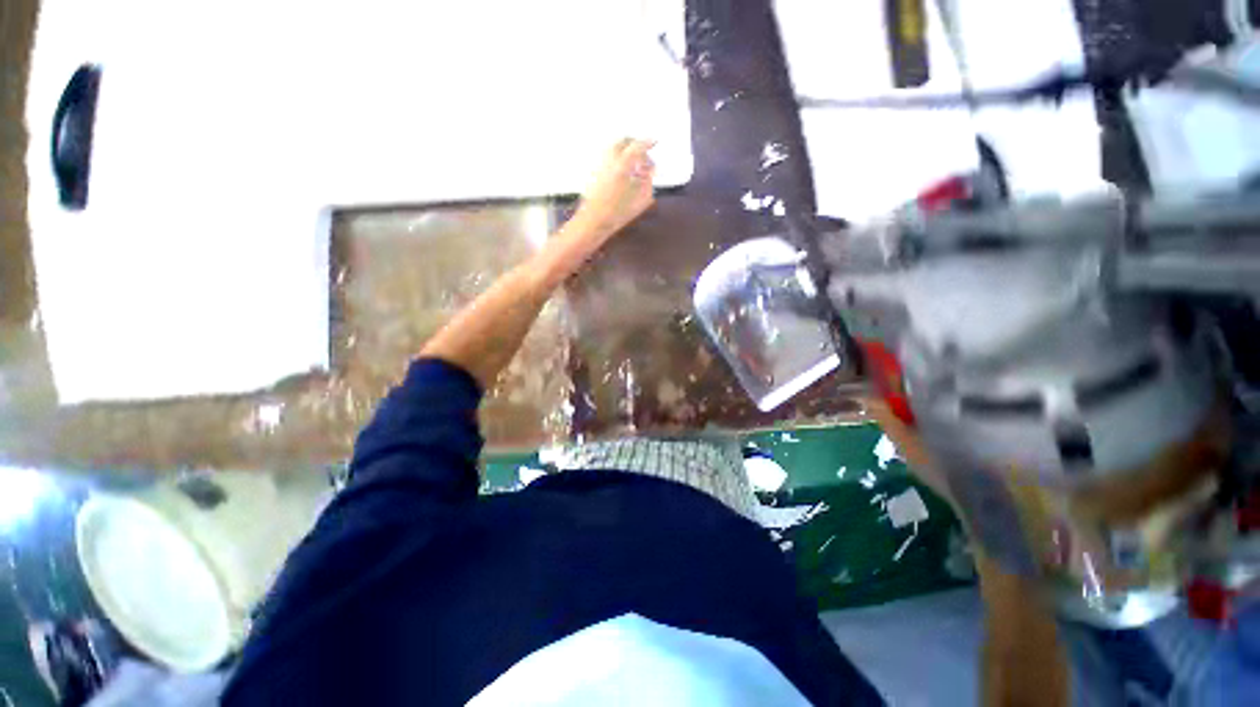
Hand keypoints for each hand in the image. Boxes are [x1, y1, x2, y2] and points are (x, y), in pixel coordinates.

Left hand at [570, 138, 656, 242]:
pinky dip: (617, 158)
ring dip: (625, 151)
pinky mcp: (593, 170)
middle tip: (644, 153)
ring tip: (633, 165)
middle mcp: (609, 159)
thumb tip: (649, 171)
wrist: (594, 221)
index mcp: (623, 164)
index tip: (654, 141)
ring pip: (614, 147)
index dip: (647, 142)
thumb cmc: (618, 213)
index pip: (638, 146)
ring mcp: (599, 163)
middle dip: (635, 143)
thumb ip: (648, 182)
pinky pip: (607, 156)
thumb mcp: (641, 200)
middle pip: (624, 141)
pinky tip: (622, 172)